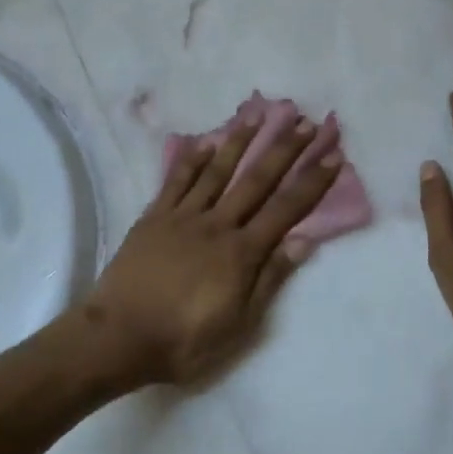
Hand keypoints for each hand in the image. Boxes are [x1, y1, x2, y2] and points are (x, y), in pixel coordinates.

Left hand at [85, 109, 342, 387]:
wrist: (119, 337)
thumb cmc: (184, 339)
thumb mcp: (238, 323)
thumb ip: (270, 279)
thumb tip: (303, 241)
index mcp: (241, 252)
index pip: (286, 209)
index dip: (312, 181)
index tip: (332, 153)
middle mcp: (217, 224)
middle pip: (257, 180)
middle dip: (284, 149)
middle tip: (305, 121)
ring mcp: (183, 216)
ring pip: (218, 171)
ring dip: (240, 141)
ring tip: (259, 113)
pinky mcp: (154, 217)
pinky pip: (176, 181)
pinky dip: (192, 159)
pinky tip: (205, 140)